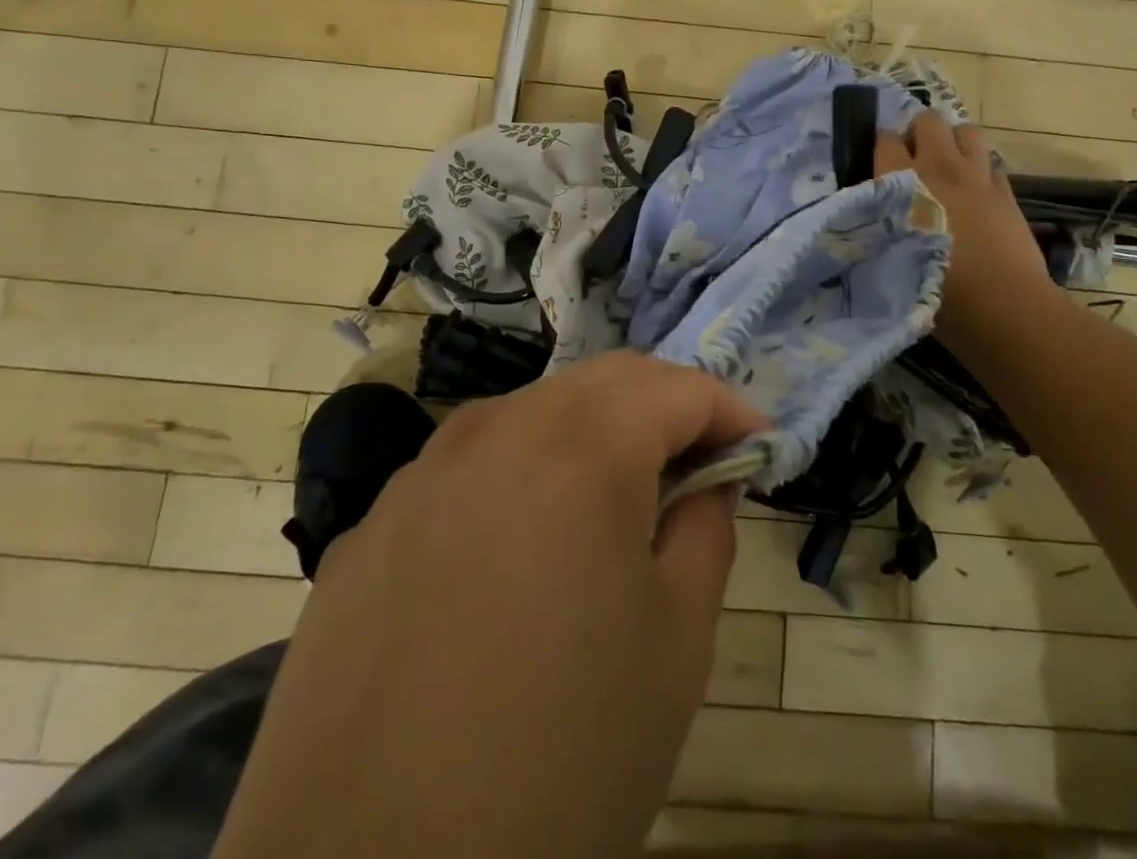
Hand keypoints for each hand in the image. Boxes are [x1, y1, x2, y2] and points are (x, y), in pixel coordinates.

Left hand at [214, 353, 767, 858]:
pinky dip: (522, 475)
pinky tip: (519, 553)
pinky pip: (470, 467)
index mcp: (583, 445)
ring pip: (534, 412)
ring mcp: (427, 468)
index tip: (758, 447)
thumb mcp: (675, 644)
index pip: (678, 388)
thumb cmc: (560, 757)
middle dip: (664, 406)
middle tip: (699, 462)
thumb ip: (705, 531)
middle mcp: (500, 428)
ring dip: (591, 434)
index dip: (730, 410)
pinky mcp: (378, 520)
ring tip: (614, 502)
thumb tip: (707, 481)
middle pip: (604, 381)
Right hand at [875, 113, 1060, 355]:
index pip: (886, 140)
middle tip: (914, 163)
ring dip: (954, 143)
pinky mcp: (1007, 193)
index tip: (880, 168)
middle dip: (918, 134)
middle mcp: (939, 167)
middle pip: (928, 121)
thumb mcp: (887, 259)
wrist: (1002, 307)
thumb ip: (876, 229)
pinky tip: (975, 197)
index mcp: (902, 181)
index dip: (882, 150)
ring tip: (947, 169)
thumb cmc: (935, 290)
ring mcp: (977, 177)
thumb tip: (869, 220)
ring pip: (967, 131)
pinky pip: (990, 165)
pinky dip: (980, 173)